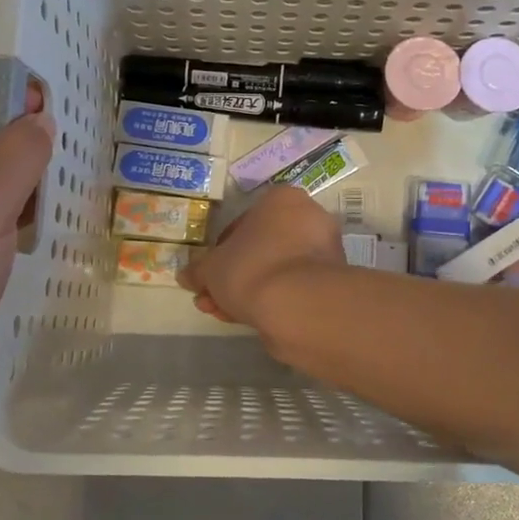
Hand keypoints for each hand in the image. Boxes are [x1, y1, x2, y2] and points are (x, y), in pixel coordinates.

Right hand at [179, 185, 344, 332]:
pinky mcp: (332, 282)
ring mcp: (324, 251)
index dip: (220, 251)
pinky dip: (272, 300)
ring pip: (276, 270)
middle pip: (261, 248)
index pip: (243, 222)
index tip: (210, 274)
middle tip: (213, 298)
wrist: (298, 305)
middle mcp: (309, 217)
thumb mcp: (211, 269)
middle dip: (233, 275)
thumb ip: (199, 270)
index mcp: (282, 199)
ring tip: (225, 314)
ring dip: (249, 290)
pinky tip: (248, 320)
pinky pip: (293, 287)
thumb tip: (186, 276)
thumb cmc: (251, 268)